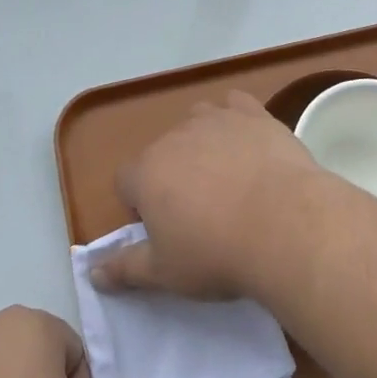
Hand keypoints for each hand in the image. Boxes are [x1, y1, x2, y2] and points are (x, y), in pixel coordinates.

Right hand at [90, 89, 324, 299]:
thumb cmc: (217, 253)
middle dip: (173, 176)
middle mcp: (175, 136)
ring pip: (197, 121)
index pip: (126, 181)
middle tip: (200, 213)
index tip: (164, 231)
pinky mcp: (253, 113)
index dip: (140, 206)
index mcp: (146, 172)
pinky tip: (249, 141)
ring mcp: (216, 118)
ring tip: (227, 178)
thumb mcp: (165, 273)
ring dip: (203, 143)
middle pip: (163, 152)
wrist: (284, 224)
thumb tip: (93, 272)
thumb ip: (125, 269)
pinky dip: (236, 118)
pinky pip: (235, 104)